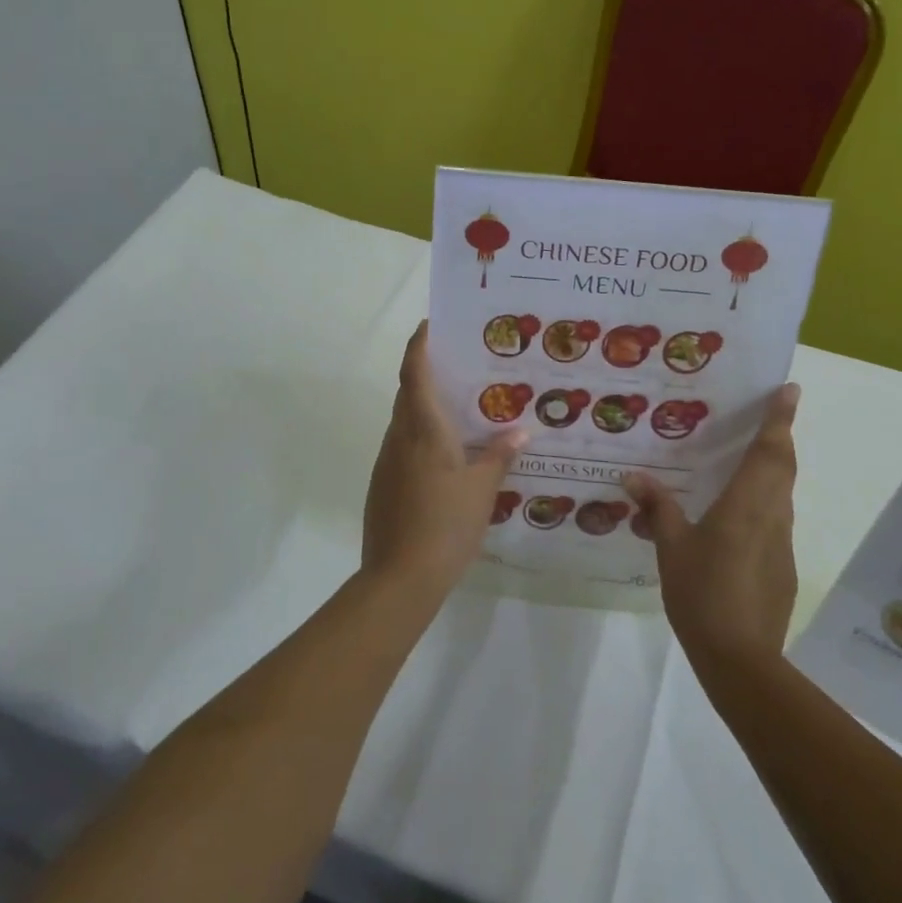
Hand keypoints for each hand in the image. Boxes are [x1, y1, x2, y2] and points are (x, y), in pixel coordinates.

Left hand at [362, 323, 525, 597]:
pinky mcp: (383, 485)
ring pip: (405, 422)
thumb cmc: (445, 525)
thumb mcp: (482, 490)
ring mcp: (387, 462)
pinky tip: (447, 456)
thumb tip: (519, 431)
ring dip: (426, 409)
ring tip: (461, 410)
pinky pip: (403, 447)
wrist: (400, 578)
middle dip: (427, 374)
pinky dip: (422, 438)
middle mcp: (399, 438)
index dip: (418, 345)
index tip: (429, 325)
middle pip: (407, 394)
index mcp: (423, 430)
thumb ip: (499, 456)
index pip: (414, 373)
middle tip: (460, 367)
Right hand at [625, 384, 800, 673]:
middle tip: (768, 415)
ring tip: (745, 459)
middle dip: (780, 438)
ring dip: (773, 470)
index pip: (771, 451)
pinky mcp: (782, 567)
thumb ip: (657, 508)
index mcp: (747, 504)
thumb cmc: (703, 592)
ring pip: (782, 494)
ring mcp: (781, 543)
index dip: (781, 419)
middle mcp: (772, 516)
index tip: (790, 390)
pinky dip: (763, 503)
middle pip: (784, 468)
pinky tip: (735, 517)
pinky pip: (774, 520)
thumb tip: (633, 477)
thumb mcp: (671, 547)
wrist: (740, 658)